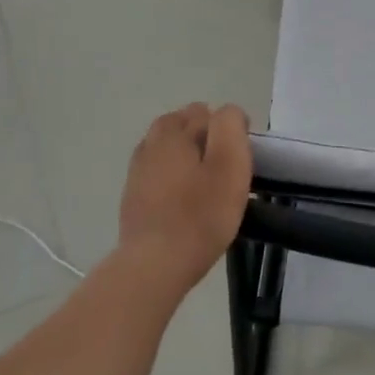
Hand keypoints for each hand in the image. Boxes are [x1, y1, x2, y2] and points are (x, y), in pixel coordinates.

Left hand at [117, 103, 251, 291]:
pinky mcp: (133, 197)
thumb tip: (228, 113)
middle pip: (180, 125)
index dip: (228, 129)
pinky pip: (157, 173)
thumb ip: (230, 127)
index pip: (205, 112)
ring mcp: (137, 172)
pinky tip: (186, 198)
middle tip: (225, 167)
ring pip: (166, 149)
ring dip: (187, 156)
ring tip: (208, 182)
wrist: (156, 263)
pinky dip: (174, 177)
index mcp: (173, 133)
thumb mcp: (230, 164)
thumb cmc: (201, 213)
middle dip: (204, 136)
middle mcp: (150, 145)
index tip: (240, 157)